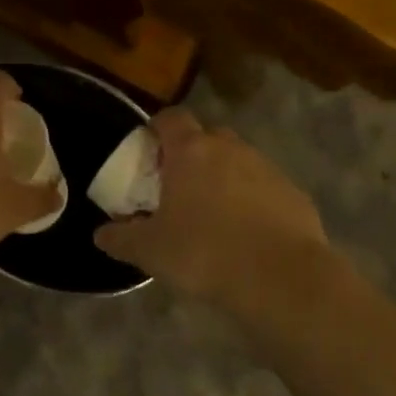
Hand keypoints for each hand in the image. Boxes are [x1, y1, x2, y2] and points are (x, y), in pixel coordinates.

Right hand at [94, 108, 326, 308]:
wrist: (280, 277)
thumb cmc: (204, 252)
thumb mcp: (149, 251)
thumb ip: (120, 238)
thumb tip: (101, 234)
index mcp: (192, 151)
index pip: (171, 118)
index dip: (157, 129)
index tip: (148, 152)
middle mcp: (231, 149)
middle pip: (206, 138)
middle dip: (191, 156)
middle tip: (177, 188)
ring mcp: (267, 169)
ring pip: (238, 163)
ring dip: (223, 180)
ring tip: (212, 216)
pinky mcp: (294, 194)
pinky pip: (263, 189)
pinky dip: (251, 202)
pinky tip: (245, 235)